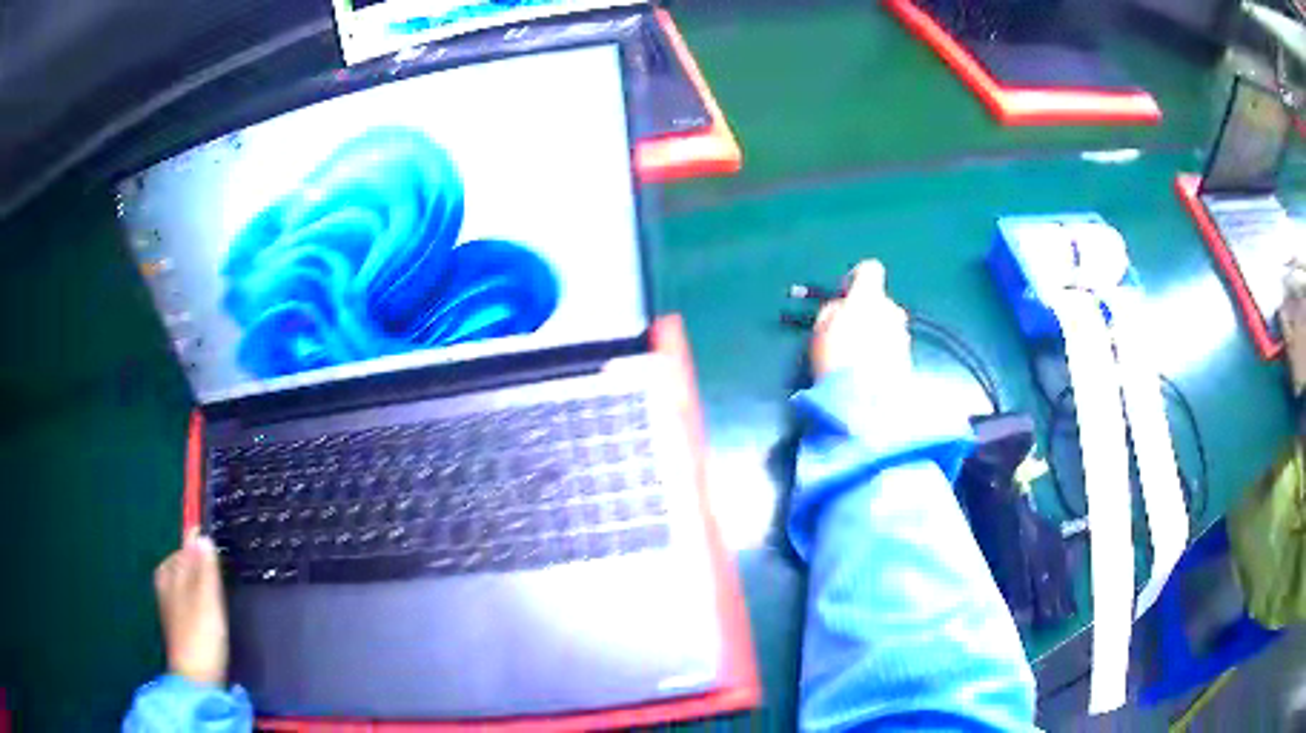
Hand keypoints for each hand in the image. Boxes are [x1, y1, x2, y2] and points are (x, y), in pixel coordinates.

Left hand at [154, 532, 228, 687]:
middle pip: (187, 564)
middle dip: (202, 566)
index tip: (221, 553)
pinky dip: (201, 601)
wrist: (196, 679)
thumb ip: (205, 566)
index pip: (186, 545)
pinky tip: (212, 614)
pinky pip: (190, 600)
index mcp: (168, 571)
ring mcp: (170, 604)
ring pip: (189, 583)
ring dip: (203, 585)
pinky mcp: (179, 624)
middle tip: (224, 578)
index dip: (203, 547)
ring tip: (221, 596)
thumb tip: (202, 535)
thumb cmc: (201, 635)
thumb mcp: (206, 597)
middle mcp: (165, 582)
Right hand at [811, 260, 910, 379]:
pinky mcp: (909, 359)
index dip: (856, 278)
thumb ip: (833, 310)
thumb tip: (841, 308)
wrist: (864, 401)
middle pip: (881, 301)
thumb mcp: (820, 329)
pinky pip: (893, 347)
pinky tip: (868, 372)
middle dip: (867, 312)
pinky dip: (883, 354)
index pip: (870, 269)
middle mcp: (892, 310)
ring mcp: (903, 335)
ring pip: (889, 325)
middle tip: (847, 333)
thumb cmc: (836, 359)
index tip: (844, 295)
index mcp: (869, 297)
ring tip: (857, 358)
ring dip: (877, 334)